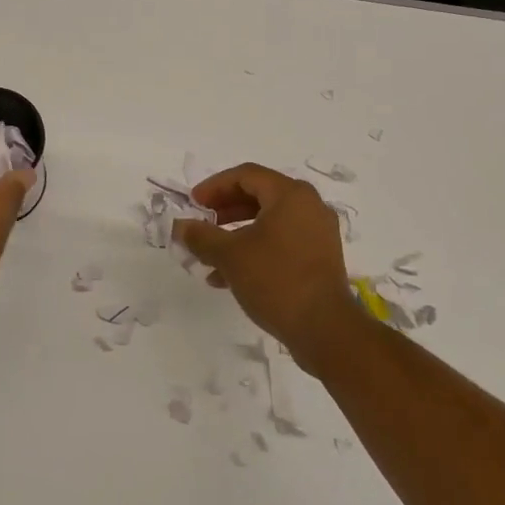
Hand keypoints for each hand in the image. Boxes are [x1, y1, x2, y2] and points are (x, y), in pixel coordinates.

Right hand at [173, 164, 363, 374]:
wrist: (325, 329)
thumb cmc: (275, 280)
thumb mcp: (229, 255)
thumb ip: (201, 236)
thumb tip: (179, 226)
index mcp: (290, 195)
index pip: (246, 175)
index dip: (215, 186)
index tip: (194, 203)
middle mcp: (309, 206)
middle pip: (259, 195)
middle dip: (225, 209)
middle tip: (202, 222)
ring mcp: (317, 233)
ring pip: (269, 221)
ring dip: (236, 233)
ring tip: (210, 254)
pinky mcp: (319, 258)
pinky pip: (281, 241)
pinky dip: (254, 249)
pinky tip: (228, 276)